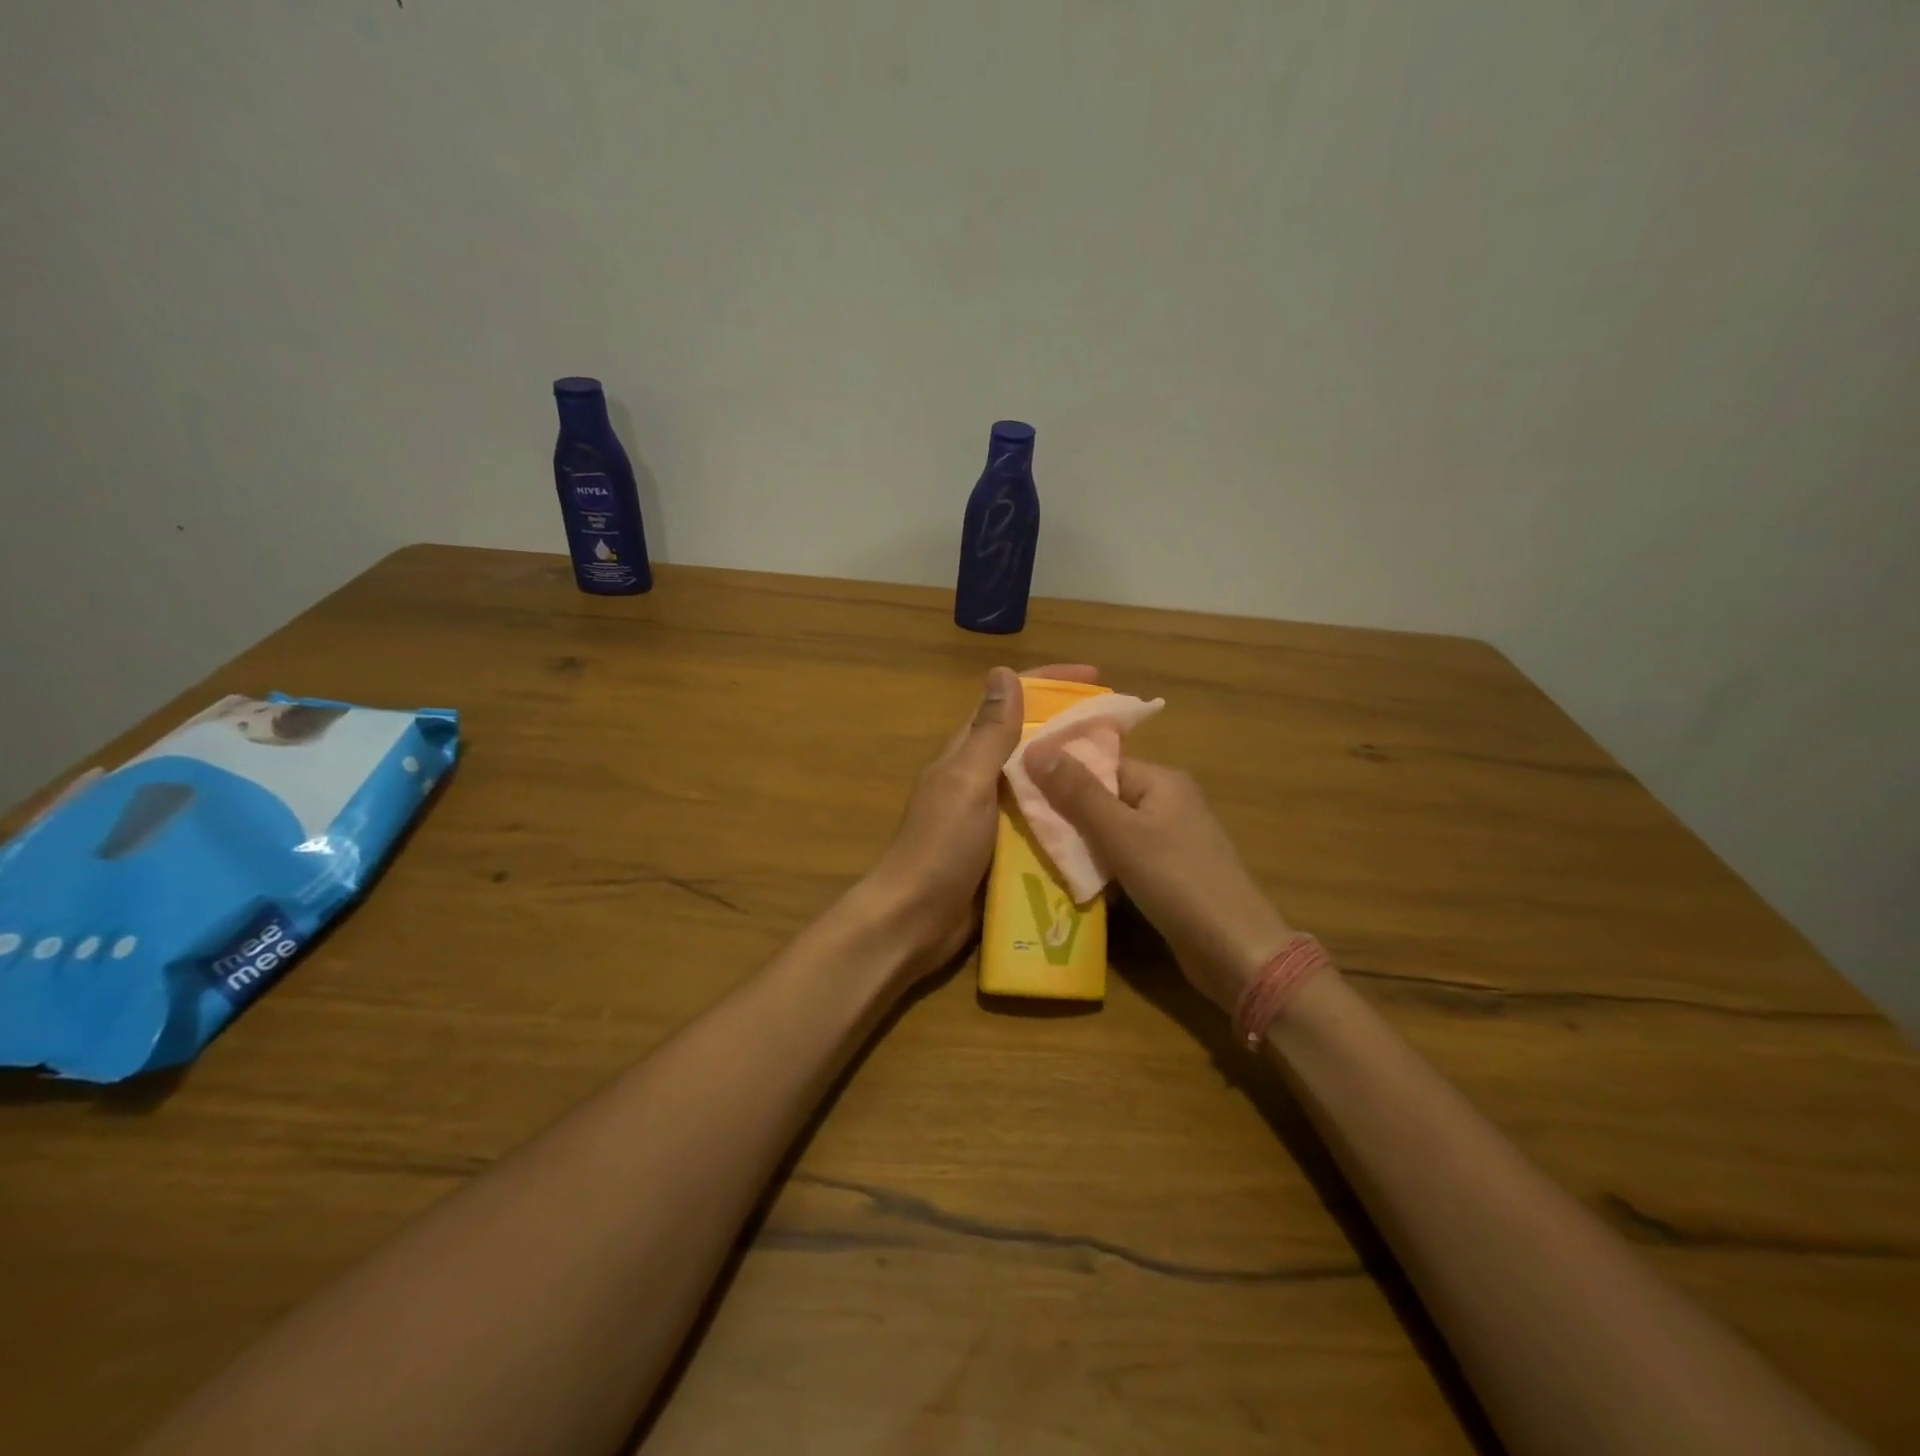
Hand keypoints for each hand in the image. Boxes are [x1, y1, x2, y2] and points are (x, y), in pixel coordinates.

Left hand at [870, 664, 1098, 972]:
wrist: (916, 920)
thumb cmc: (941, 846)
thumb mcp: (967, 782)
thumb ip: (989, 733)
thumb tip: (1003, 672)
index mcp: (968, 754)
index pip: (1011, 703)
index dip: (1050, 684)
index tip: (1095, 677)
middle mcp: (980, 777)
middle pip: (1030, 740)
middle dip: (1071, 728)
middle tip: (1121, 730)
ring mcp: (992, 815)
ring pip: (1039, 781)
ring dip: (1073, 772)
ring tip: (1122, 771)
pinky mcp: (1004, 848)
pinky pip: (1041, 821)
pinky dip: (1066, 814)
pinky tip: (1099, 818)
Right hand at [1023, 751, 1291, 1013]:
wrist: (1234, 950)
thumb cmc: (1176, 880)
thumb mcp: (1120, 833)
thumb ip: (1077, 792)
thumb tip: (1034, 747)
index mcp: (1162, 780)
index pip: (1100, 764)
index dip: (1061, 773)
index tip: (1019, 787)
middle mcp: (1168, 802)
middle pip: (1104, 795)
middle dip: (1067, 811)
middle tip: (1023, 823)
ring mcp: (1171, 839)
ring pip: (1111, 829)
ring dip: (1081, 842)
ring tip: (1039, 851)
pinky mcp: (1169, 872)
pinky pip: (1124, 856)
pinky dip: (1101, 864)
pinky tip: (1074, 878)